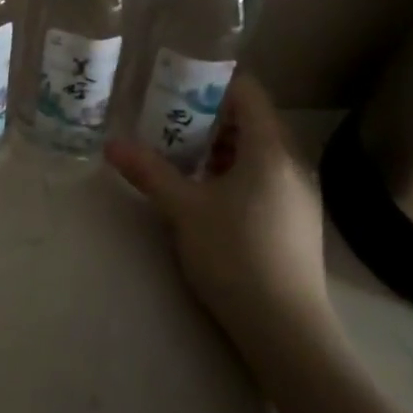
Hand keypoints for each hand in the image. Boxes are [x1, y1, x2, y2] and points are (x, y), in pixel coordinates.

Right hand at [105, 76, 340, 362]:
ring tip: (183, 159)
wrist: (286, 330)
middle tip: (169, 123)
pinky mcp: (299, 221)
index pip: (249, 92)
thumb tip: (111, 144)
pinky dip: (238, 173)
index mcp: (270, 150)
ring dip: (222, 148)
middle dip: (211, 118)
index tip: (177, 86)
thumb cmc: (234, 255)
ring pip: (260, 153)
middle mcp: (292, 164)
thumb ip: (149, 172)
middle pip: (253, 121)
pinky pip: (267, 178)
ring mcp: (301, 194)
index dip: (213, 83)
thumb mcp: (184, 210)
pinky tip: (210, 196)